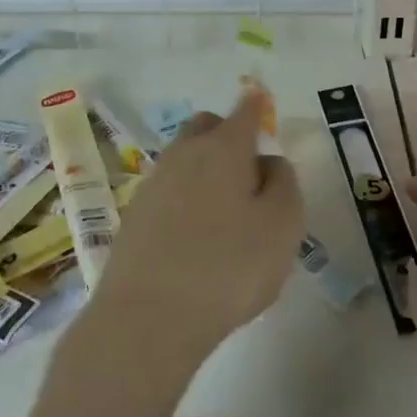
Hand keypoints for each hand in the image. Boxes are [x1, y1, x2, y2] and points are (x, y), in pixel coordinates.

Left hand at [98, 89, 304, 364]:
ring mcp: (152, 184)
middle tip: (247, 167)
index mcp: (224, 149)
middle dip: (225, 133)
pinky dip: (185, 198)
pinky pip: (167, 191)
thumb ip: (283, 184)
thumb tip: (268, 162)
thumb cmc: (229, 267)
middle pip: (204, 127)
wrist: (148, 318)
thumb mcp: (282, 226)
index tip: (259, 99)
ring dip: (204, 169)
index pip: (244, 111)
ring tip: (225, 210)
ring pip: (183, 159)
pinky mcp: (134, 216)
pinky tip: (195, 234)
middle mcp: (184, 155)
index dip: (255, 105)